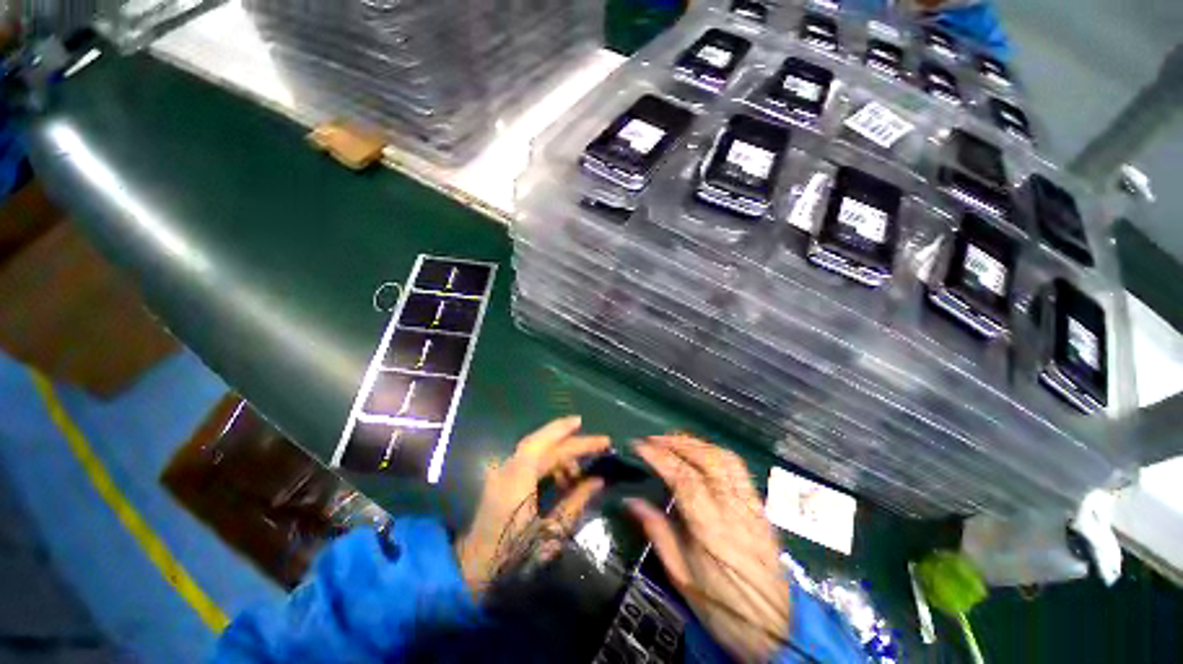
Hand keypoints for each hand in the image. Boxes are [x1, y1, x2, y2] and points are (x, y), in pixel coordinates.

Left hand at [455, 416, 608, 593]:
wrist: (473, 574)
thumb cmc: (514, 558)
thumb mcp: (552, 532)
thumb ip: (576, 501)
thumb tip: (598, 480)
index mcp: (519, 478)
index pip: (544, 443)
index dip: (566, 430)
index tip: (585, 423)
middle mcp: (509, 468)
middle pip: (545, 446)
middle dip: (574, 444)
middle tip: (601, 445)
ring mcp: (504, 473)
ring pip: (539, 452)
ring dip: (563, 456)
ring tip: (583, 470)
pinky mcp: (503, 481)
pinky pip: (531, 463)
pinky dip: (551, 465)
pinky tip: (565, 478)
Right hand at [629, 435, 789, 662]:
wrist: (776, 631)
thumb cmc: (723, 609)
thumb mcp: (682, 576)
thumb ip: (658, 533)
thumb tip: (631, 502)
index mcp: (712, 529)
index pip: (683, 479)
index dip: (659, 457)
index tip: (639, 445)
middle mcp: (735, 510)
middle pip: (708, 459)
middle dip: (677, 442)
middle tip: (653, 439)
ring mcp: (752, 506)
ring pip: (726, 458)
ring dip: (697, 444)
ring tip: (674, 442)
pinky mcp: (761, 508)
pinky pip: (739, 469)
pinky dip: (715, 454)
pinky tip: (701, 456)